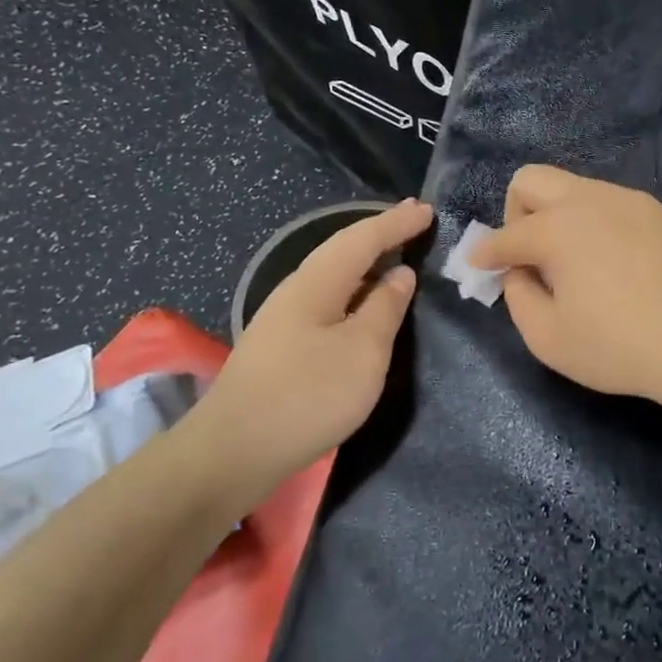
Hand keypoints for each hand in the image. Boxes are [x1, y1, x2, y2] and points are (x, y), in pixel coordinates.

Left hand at [182, 198, 432, 504]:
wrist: (233, 451)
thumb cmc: (308, 395)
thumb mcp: (364, 351)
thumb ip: (385, 308)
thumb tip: (400, 275)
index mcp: (316, 282)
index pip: (362, 239)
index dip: (396, 223)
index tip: (428, 210)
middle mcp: (296, 290)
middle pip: (342, 250)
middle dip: (379, 233)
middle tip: (413, 220)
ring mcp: (284, 319)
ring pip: (333, 276)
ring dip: (366, 262)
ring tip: (395, 255)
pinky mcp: (281, 346)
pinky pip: (327, 300)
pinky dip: (354, 290)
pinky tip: (364, 304)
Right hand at [471, 166, 661, 405]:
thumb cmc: (621, 347)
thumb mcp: (549, 338)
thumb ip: (518, 297)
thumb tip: (518, 271)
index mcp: (557, 228)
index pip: (505, 235)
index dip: (485, 254)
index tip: (478, 266)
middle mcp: (589, 200)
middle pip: (532, 180)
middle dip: (515, 214)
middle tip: (527, 256)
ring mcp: (628, 200)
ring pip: (573, 187)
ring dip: (556, 217)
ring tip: (572, 264)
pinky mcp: (657, 212)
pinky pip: (607, 203)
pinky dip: (592, 223)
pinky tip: (610, 263)